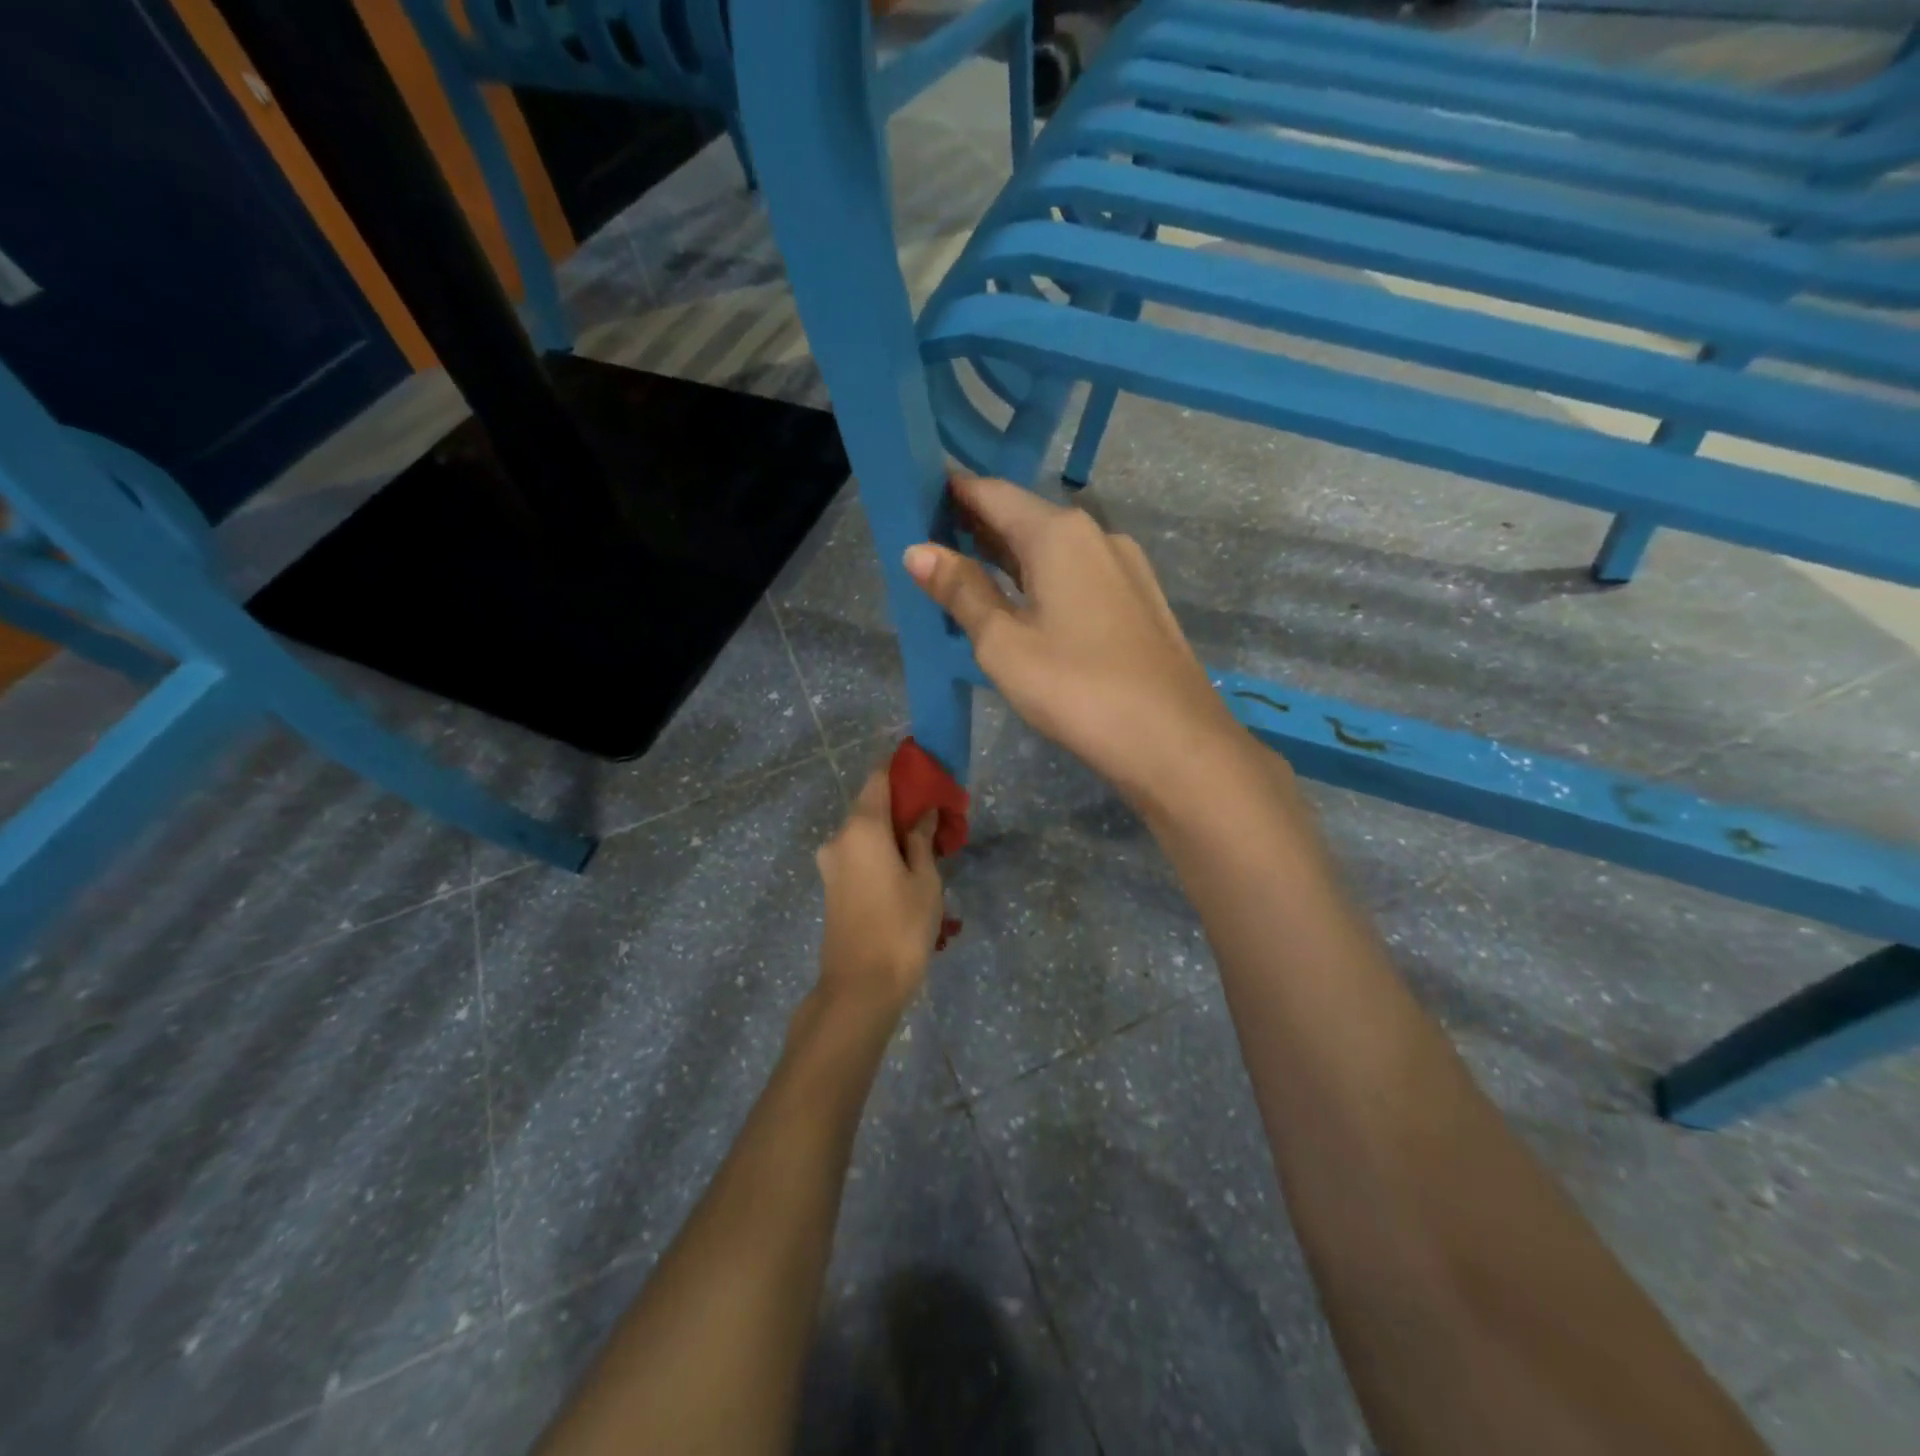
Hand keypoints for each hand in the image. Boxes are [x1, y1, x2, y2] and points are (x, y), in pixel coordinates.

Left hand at [815, 767, 944, 1012]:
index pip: (878, 778)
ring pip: (864, 834)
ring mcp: (830, 864)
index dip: (901, 769)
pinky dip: (879, 853)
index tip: (926, 770)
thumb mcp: (924, 881)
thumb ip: (921, 840)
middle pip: (871, 806)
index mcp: (862, 828)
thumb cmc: (900, 928)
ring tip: (926, 850)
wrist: (860, 988)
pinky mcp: (831, 887)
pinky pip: (858, 855)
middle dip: (902, 806)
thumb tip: (922, 813)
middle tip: (936, 818)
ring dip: (891, 834)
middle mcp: (838, 838)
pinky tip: (905, 871)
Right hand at [904, 474, 1250, 811]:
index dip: (952, 492)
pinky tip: (1026, 603)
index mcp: (1058, 533)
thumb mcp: (1003, 644)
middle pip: (1025, 516)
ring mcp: (1124, 566)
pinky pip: (1078, 572)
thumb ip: (961, 592)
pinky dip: (1043, 577)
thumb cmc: (1076, 688)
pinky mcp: (1138, 598)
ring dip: (1010, 555)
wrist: (1173, 739)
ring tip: (968, 571)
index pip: (992, 492)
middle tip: (931, 542)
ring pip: (1054, 547)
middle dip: (978, 525)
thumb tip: (916, 550)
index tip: (916, 499)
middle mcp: (1096, 534)